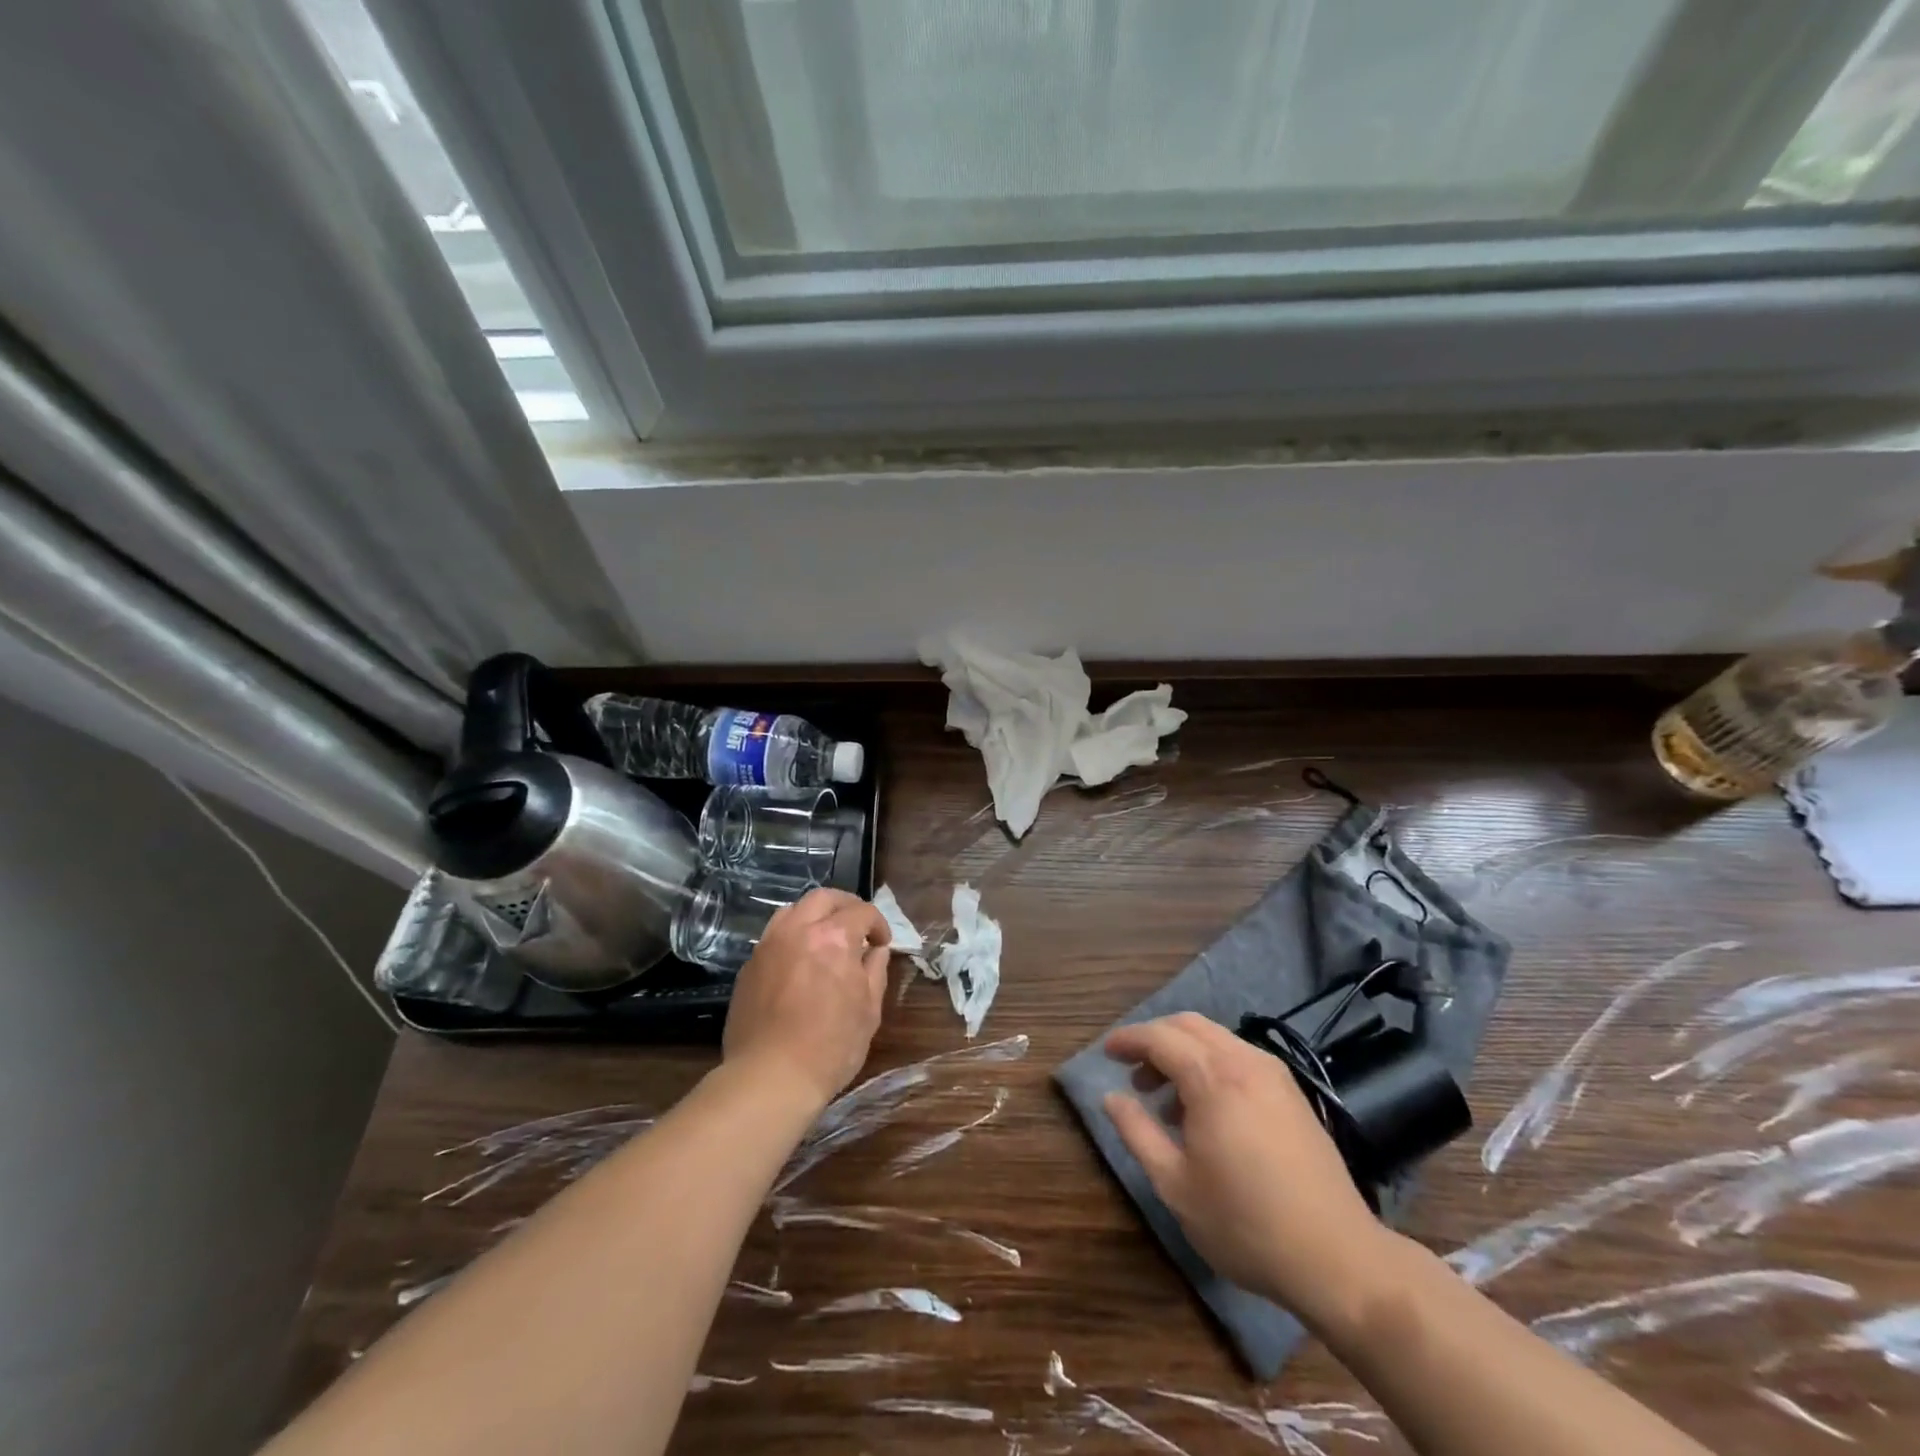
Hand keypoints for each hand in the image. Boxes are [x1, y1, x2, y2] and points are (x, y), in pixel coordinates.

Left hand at [723, 888, 890, 1110]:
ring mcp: (768, 946)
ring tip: (825, 938)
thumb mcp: (868, 1010)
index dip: (878, 924)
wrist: (770, 1077)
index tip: (882, 943)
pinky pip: (773, 936)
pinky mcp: (749, 966)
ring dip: (814, 916)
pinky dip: (792, 937)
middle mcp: (798, 930)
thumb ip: (875, 971)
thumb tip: (876, 951)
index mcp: (833, 938)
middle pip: (823, 898)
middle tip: (857, 926)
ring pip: (792, 910)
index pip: (862, 912)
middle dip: (846, 906)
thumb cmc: (830, 1046)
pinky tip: (799, 961)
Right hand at [1103, 1012, 1389, 1327]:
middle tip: (1133, 1073)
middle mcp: (1244, 1061)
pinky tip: (1206, 1109)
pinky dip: (1212, 1064)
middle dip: (1155, 1039)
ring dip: (1184, 1052)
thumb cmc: (1245, 1223)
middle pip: (1188, 1025)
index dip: (1128, 1040)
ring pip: (1216, 1038)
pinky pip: (1240, 1057)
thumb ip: (1137, 1132)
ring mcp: (1274, 1074)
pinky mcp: (1292, 1093)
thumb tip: (1111, 1098)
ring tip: (1166, 1099)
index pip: (1159, 1037)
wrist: (1338, 1258)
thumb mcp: (1175, 1184)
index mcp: (1212, 1077)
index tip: (1106, 1052)